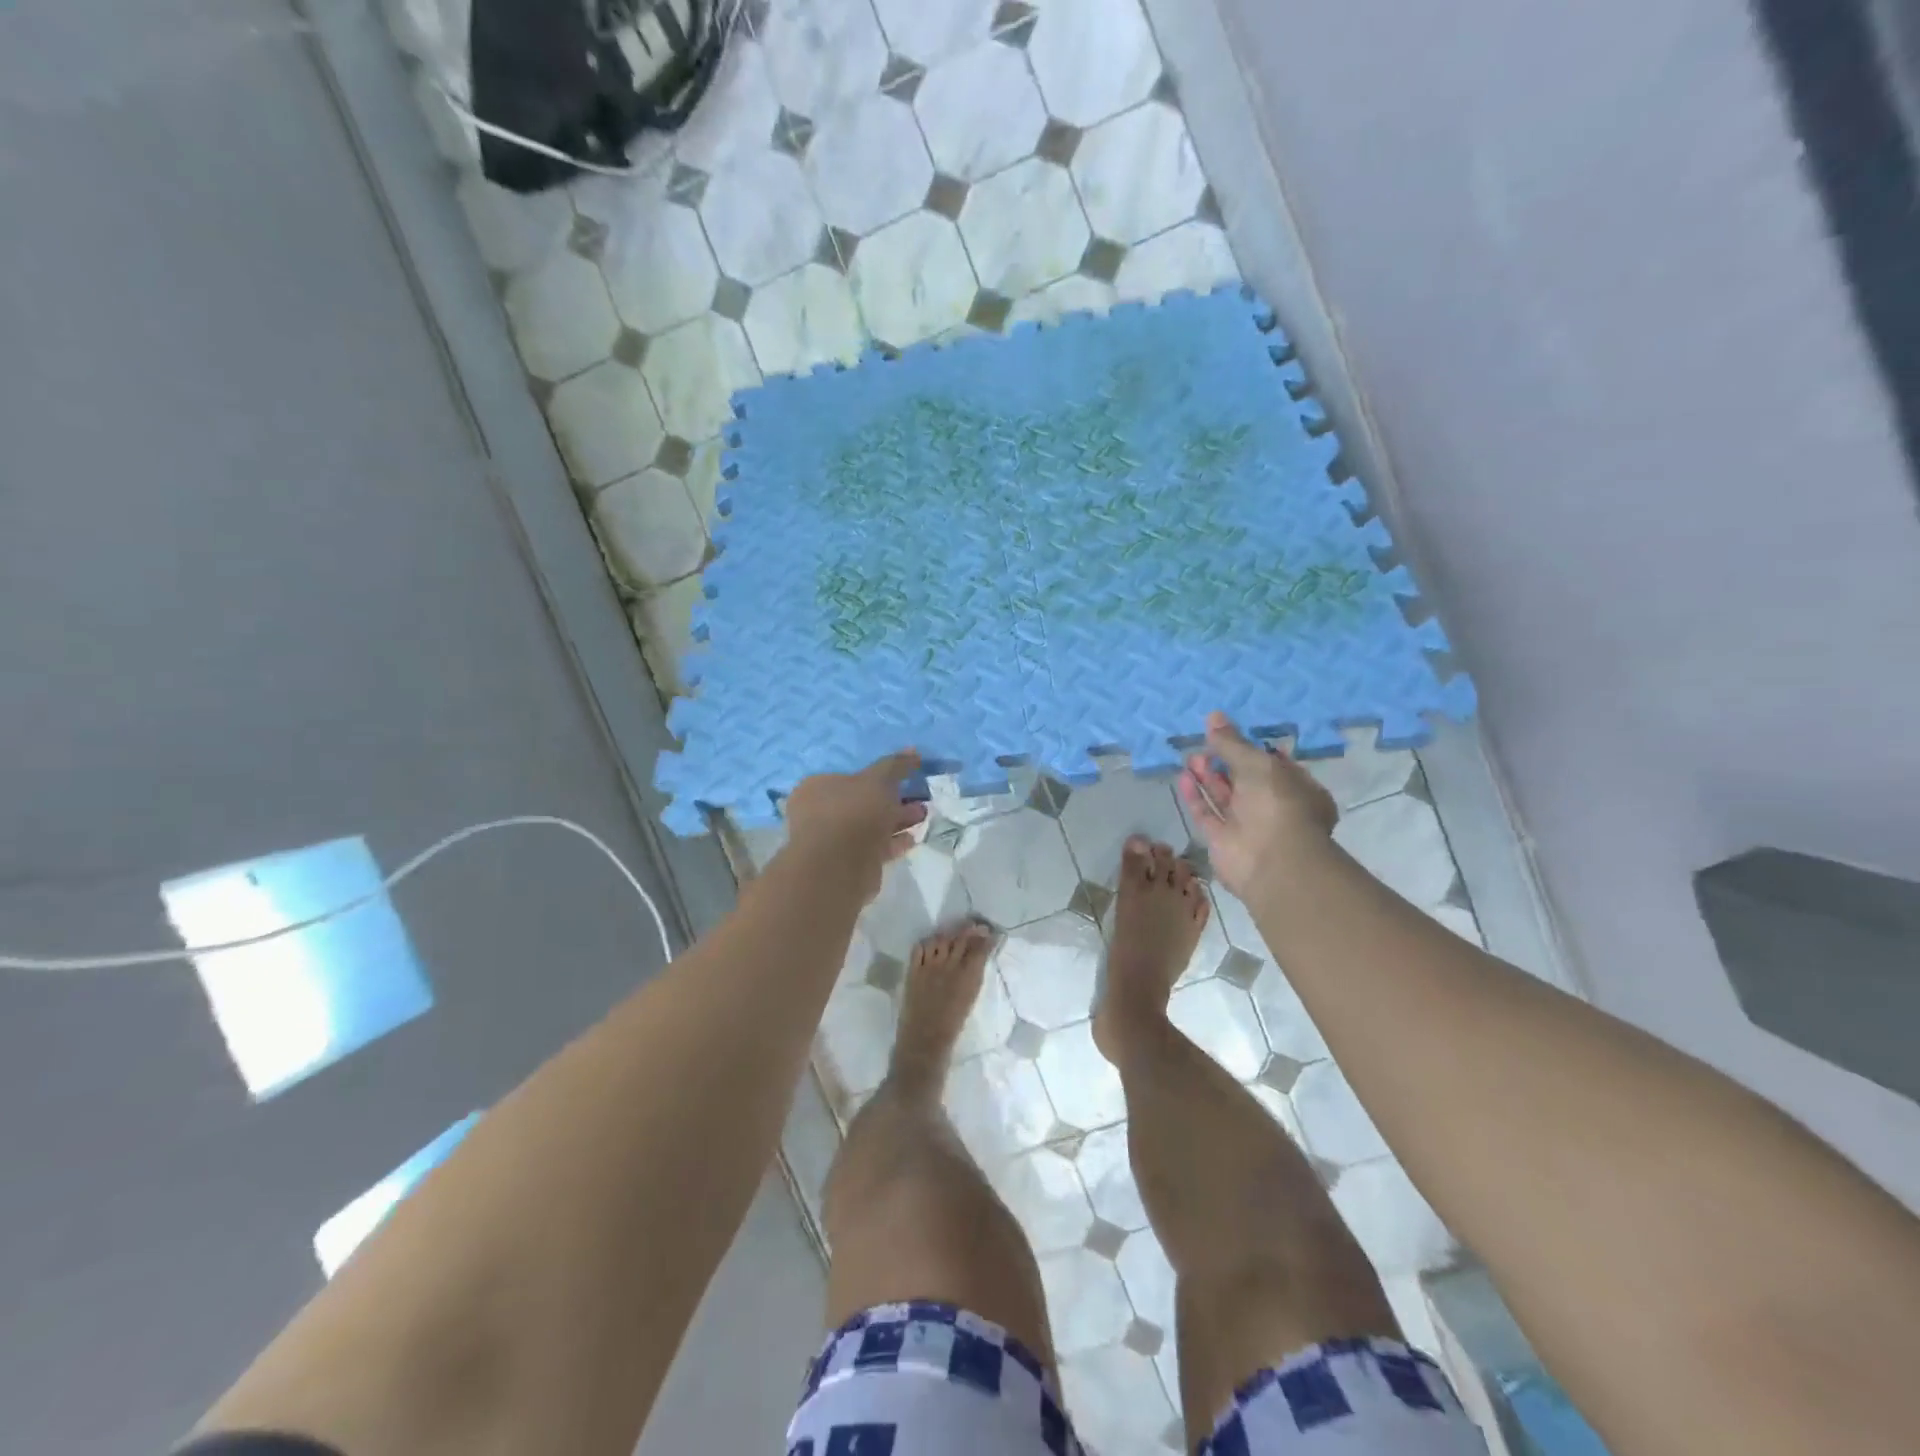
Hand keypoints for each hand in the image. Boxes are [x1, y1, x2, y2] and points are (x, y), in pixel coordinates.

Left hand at [784, 750, 928, 899]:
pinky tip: (912, 839)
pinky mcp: (847, 864)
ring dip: (896, 821)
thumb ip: (896, 765)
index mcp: (817, 787)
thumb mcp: (879, 780)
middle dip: (893, 800)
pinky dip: (892, 842)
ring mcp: (832, 841)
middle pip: (862, 802)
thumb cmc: (854, 812)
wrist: (839, 866)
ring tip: (922, 817)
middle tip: (918, 800)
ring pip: (869, 826)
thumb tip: (913, 751)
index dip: (877, 777)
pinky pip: (873, 847)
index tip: (903, 780)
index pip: (848, 776)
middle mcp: (820, 813)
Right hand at [1178, 711, 1336, 899]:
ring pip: (1224, 797)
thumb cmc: (1277, 804)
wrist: (1272, 861)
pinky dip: (1196, 796)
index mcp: (1297, 789)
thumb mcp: (1257, 763)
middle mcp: (1273, 807)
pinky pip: (1208, 814)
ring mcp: (1247, 826)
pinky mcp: (1223, 841)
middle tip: (1203, 745)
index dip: (1252, 750)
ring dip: (1208, 777)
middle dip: (1224, 762)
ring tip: (1191, 757)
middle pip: (1245, 780)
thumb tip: (1214, 716)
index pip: (1274, 765)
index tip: (1230, 736)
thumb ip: (1232, 742)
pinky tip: (1184, 778)